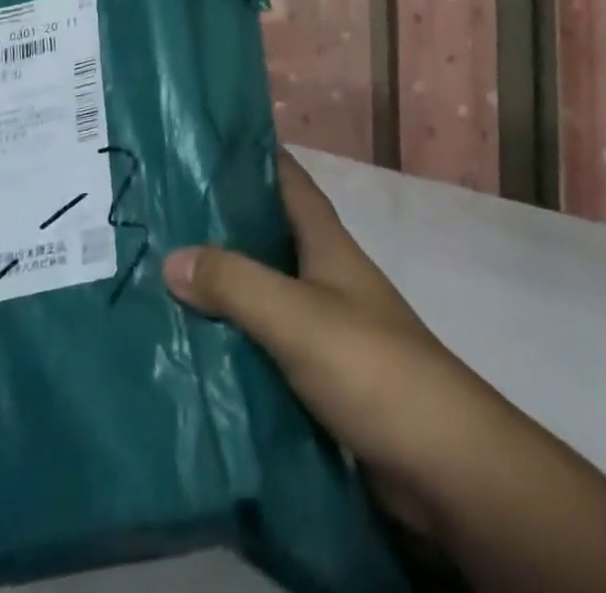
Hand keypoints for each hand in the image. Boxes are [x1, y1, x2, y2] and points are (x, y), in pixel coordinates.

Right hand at [163, 152, 605, 592]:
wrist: (440, 461)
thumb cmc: (371, 365)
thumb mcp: (297, 316)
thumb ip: (236, 284)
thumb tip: (170, 255)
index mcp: (328, 245)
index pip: (291, 182)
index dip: (257, 158)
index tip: (207, 144)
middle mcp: (329, 276)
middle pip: (273, 235)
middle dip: (226, 222)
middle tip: (165, 215)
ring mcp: (329, 326)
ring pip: (269, 290)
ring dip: (228, 283)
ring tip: (167, 276)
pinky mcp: (325, 376)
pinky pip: (271, 342)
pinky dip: (238, 337)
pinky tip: (200, 345)